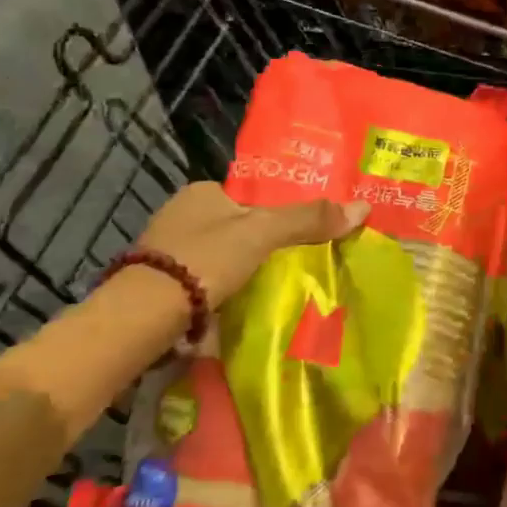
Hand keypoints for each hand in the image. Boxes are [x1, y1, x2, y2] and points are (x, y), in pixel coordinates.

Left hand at [138, 182, 369, 306]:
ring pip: (220, 257)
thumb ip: (308, 219)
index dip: (275, 212)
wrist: (143, 315)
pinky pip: (204, 283)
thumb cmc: (205, 259)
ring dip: (241, 272)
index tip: (298, 233)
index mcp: (202, 191)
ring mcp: (166, 253)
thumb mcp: (263, 232)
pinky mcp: (160, 287)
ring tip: (274, 288)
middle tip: (292, 263)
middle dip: (259, 245)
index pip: (249, 196)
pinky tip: (241, 307)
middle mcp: (180, 215)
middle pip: (236, 227)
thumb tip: (363, 207)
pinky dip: (222, 293)